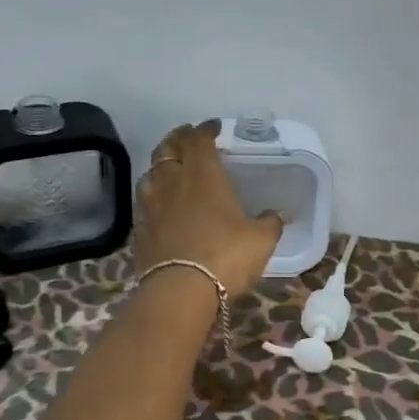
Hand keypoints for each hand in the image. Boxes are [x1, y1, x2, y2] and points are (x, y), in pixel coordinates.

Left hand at [133, 120, 283, 298]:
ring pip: (151, 172)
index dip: (206, 129)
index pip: (200, 140)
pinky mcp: (141, 229)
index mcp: (204, 176)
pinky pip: (145, 200)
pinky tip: (160, 201)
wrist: (180, 292)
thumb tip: (277, 214)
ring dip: (162, 163)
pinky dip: (153, 192)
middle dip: (179, 138)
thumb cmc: (226, 257)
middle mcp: (174, 182)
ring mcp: (152, 205)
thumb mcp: (261, 241)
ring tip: (171, 165)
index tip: (213, 127)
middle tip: (187, 136)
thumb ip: (270, 223)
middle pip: (169, 149)